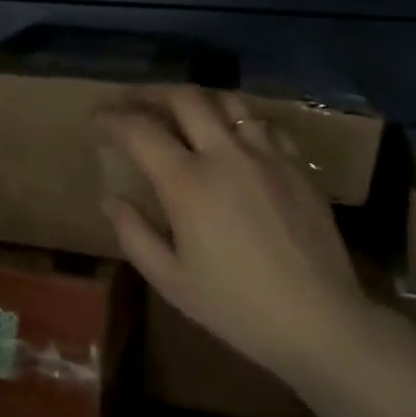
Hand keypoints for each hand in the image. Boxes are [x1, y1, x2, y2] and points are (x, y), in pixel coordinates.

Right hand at [96, 87, 367, 393]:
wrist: (319, 321)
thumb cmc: (236, 306)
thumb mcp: (170, 280)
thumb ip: (134, 235)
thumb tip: (112, 201)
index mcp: (187, 183)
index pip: (140, 129)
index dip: (112, 117)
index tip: (96, 118)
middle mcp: (226, 155)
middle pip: (185, 98)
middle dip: (152, 94)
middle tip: (135, 105)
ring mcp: (267, 155)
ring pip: (228, 101)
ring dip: (198, 101)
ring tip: (184, 114)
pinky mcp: (298, 165)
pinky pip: (265, 124)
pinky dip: (239, 121)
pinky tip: (235, 139)